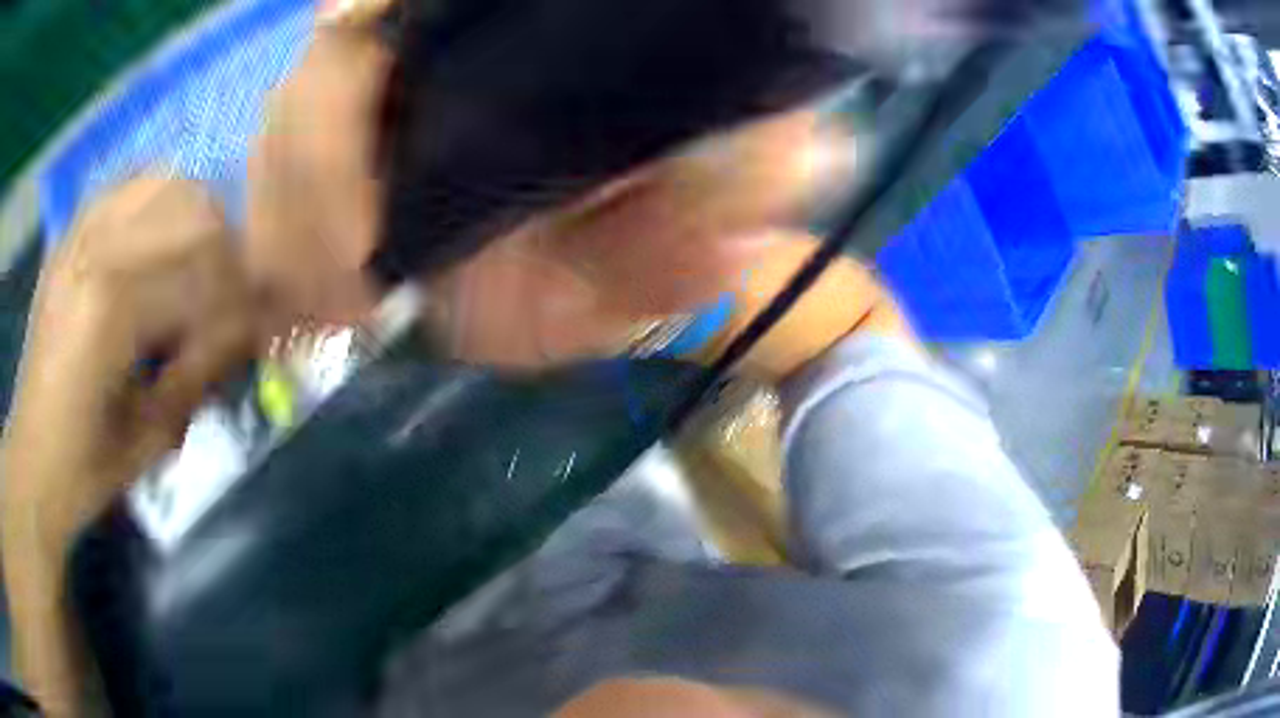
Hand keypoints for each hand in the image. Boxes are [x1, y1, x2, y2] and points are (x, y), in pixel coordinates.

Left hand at [1, 177, 254, 714]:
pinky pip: (125, 185)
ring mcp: (78, 235)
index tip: (269, 324)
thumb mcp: (153, 437)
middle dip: (228, 250)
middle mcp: (94, 251)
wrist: (32, 460)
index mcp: (111, 310)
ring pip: (163, 181)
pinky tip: (160, 238)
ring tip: (200, 260)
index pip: (205, 276)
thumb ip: (203, 373)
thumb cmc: (86, 468)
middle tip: (236, 295)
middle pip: (191, 208)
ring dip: (195, 216)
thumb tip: (254, 330)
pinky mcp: (68, 236)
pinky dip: (155, 199)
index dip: (245, 301)